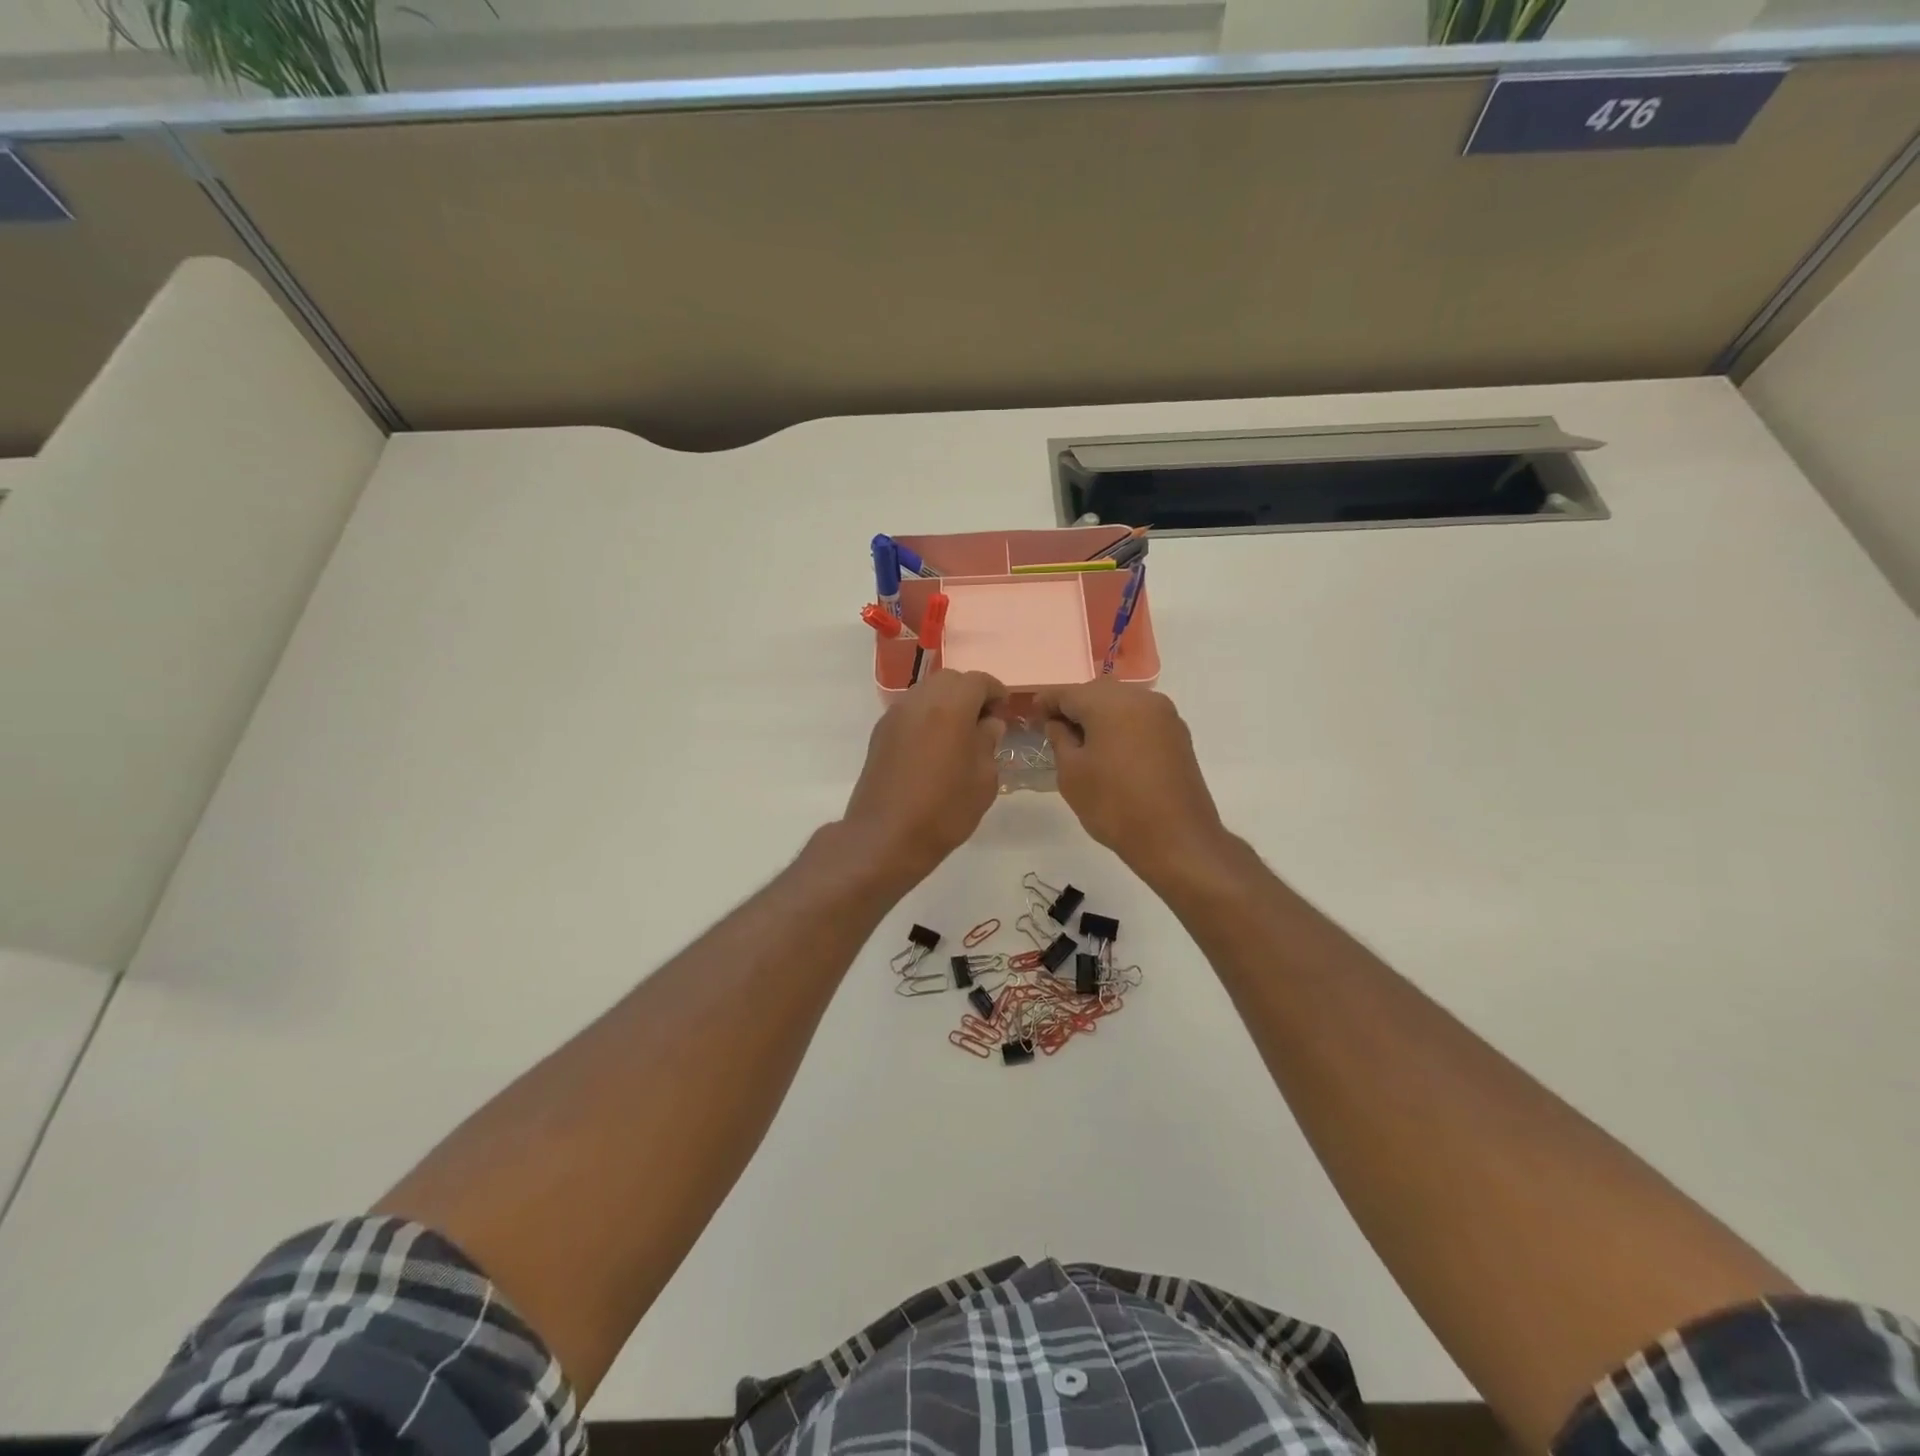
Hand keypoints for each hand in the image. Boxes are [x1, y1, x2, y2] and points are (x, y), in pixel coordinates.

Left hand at [841, 670, 1007, 883]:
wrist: (885, 837)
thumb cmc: (944, 809)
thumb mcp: (984, 779)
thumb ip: (989, 742)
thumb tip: (988, 724)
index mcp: (950, 706)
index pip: (979, 681)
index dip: (996, 692)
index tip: (1005, 711)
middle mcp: (919, 701)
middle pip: (950, 680)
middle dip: (970, 693)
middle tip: (984, 722)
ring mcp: (895, 715)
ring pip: (926, 693)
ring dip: (946, 704)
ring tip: (959, 735)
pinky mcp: (880, 733)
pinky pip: (910, 712)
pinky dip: (926, 717)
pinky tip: (934, 747)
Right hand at [1038, 680, 1227, 881]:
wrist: (1176, 838)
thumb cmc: (1114, 804)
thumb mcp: (1072, 774)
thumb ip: (1060, 740)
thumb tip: (1058, 723)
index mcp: (1110, 703)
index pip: (1068, 692)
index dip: (1046, 701)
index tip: (1031, 713)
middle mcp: (1141, 698)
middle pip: (1097, 692)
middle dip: (1075, 706)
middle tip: (1055, 728)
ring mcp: (1164, 715)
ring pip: (1122, 703)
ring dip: (1100, 715)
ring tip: (1082, 741)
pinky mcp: (1178, 735)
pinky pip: (1140, 719)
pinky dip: (1122, 726)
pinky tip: (1111, 748)